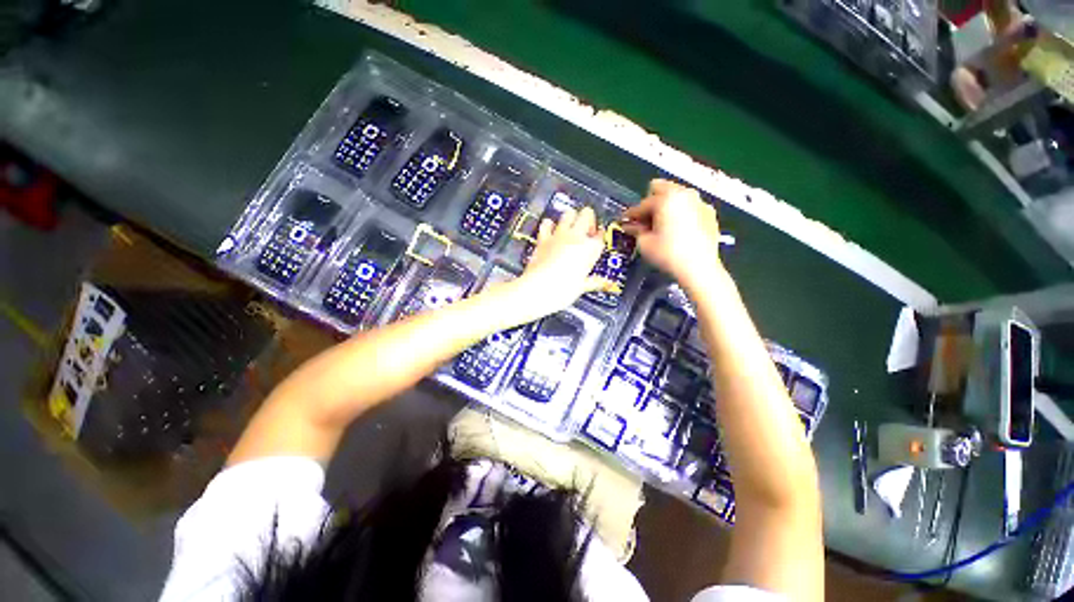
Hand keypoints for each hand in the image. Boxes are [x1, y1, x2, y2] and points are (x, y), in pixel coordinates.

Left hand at [509, 206, 611, 320]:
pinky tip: (550, 230)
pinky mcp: (543, 239)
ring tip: (570, 229)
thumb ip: (594, 282)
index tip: (598, 239)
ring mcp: (558, 236)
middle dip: (588, 219)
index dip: (600, 236)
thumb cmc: (563, 290)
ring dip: (571, 218)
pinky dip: (549, 224)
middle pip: (587, 214)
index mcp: (590, 249)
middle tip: (586, 231)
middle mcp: (576, 237)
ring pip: (568, 213)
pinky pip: (546, 223)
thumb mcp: (582, 287)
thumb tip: (603, 283)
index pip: (601, 235)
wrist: (539, 289)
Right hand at [622, 179, 723, 290]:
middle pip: (662, 189)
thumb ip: (636, 230)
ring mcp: (700, 202)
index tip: (625, 222)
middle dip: (651, 203)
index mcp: (666, 198)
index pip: (642, 204)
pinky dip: (681, 214)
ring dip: (667, 207)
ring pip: (678, 197)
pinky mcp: (710, 214)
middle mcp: (685, 194)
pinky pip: (690, 207)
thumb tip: (631, 226)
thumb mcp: (644, 243)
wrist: (699, 268)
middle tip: (645, 221)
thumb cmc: (667, 254)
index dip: (632, 215)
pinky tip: (678, 231)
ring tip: (661, 225)